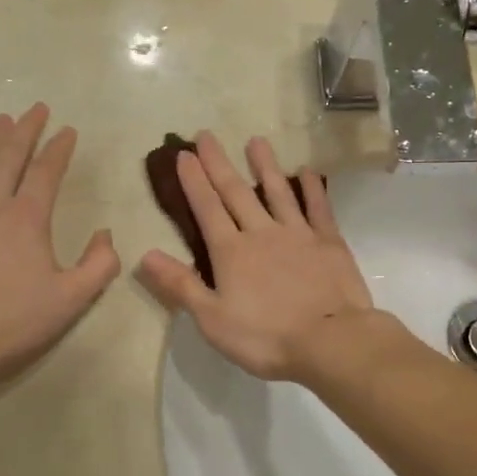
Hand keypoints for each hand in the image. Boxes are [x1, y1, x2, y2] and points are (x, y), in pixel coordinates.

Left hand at [0, 104, 120, 389]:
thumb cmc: (10, 321)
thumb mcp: (70, 300)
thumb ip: (99, 265)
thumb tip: (105, 234)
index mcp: (27, 217)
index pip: (46, 170)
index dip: (59, 148)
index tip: (68, 130)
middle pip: (9, 153)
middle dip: (26, 128)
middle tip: (37, 109)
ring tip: (3, 120)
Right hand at [137, 133, 375, 381]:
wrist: (331, 341)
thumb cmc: (266, 337)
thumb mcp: (212, 319)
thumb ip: (181, 285)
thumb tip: (145, 255)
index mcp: (232, 252)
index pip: (207, 209)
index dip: (194, 182)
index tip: (184, 154)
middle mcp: (262, 233)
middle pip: (236, 192)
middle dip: (219, 163)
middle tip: (207, 134)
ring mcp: (298, 234)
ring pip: (278, 191)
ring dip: (265, 165)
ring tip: (256, 140)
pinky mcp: (329, 242)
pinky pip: (318, 208)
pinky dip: (311, 189)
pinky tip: (307, 172)